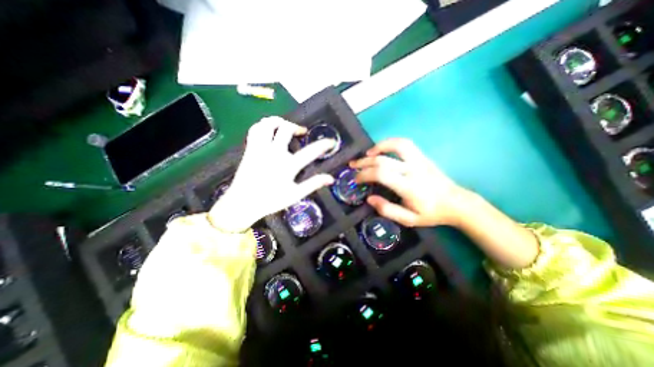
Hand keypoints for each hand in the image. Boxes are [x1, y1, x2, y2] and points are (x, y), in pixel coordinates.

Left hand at [209, 117, 334, 231]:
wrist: (242, 203)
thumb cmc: (271, 200)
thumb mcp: (295, 195)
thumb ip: (313, 184)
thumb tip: (330, 178)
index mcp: (288, 166)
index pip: (311, 151)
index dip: (324, 144)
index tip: (331, 141)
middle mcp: (274, 153)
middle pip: (286, 129)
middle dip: (296, 127)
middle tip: (301, 132)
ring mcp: (260, 149)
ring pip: (267, 124)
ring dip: (278, 121)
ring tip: (285, 126)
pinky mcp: (250, 149)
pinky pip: (255, 129)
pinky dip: (263, 125)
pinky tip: (268, 130)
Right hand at [353, 139, 470, 227]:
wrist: (456, 203)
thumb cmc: (431, 213)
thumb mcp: (409, 220)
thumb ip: (387, 210)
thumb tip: (369, 199)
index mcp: (409, 187)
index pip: (381, 174)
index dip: (365, 174)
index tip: (356, 179)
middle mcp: (413, 170)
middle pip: (383, 160)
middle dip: (364, 162)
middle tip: (353, 165)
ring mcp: (419, 160)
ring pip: (396, 145)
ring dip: (378, 147)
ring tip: (367, 154)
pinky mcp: (422, 156)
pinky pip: (405, 144)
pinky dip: (390, 143)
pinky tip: (382, 149)